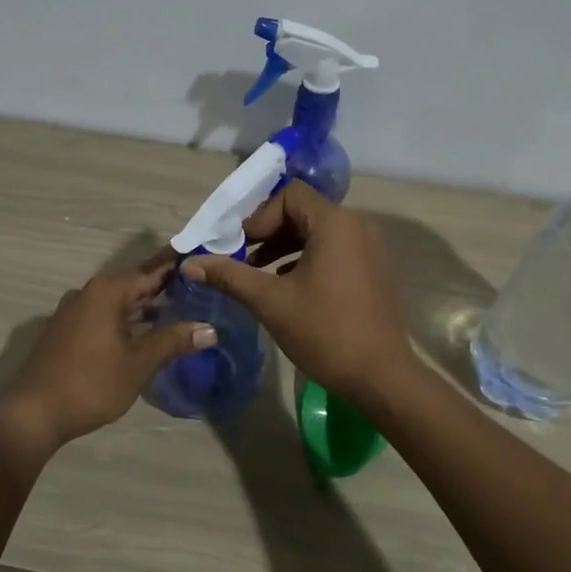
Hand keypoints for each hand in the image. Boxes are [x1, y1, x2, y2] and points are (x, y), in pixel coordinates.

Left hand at [0, 264, 215, 454]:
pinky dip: (125, 319)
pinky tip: (142, 334)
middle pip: (132, 284)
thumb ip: (173, 341)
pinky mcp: (65, 331)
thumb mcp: (139, 363)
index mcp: (107, 292)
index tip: (201, 263)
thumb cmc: (91, 383)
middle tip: (198, 291)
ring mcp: (72, 312)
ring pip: (116, 302)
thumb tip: (210, 329)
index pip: (150, 271)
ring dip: (143, 307)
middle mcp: (88, 293)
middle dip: (162, 289)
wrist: (34, 412)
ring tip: (177, 313)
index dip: (176, 268)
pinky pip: (102, 316)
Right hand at [180, 181, 413, 404]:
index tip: (240, 247)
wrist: (381, 376)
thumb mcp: (270, 301)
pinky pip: (335, 250)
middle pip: (303, 211)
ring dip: (285, 247)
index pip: (290, 195)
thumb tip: (189, 263)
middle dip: (268, 232)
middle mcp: (357, 226)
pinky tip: (288, 288)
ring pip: (318, 233)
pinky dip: (307, 260)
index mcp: (335, 223)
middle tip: (242, 260)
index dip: (260, 216)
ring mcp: (370, 248)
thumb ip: (229, 276)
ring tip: (258, 276)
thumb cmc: (324, 332)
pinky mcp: (374, 270)